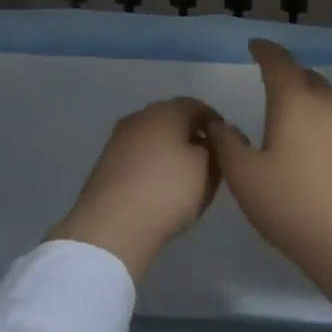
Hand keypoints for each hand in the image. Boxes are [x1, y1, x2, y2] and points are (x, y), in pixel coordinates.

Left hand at [48, 98, 222, 281]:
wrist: (112, 225)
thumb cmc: (167, 189)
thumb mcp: (206, 169)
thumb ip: (213, 150)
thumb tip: (207, 142)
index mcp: (165, 111)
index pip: (196, 106)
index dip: (214, 122)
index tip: (226, 142)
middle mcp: (139, 118)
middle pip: (172, 120)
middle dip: (191, 136)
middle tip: (208, 159)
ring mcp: (118, 140)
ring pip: (153, 139)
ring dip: (170, 152)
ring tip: (186, 177)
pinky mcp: (106, 164)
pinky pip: (138, 157)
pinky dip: (152, 166)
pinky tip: (160, 187)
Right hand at [210, 41, 331, 297]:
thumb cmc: (294, 206)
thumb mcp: (245, 178)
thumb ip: (226, 145)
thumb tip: (219, 124)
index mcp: (296, 103)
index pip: (279, 63)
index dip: (265, 51)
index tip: (255, 46)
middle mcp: (329, 106)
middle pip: (308, 78)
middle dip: (289, 75)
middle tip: (272, 83)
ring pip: (329, 102)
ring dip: (310, 101)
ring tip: (293, 118)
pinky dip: (326, 126)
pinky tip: (319, 150)